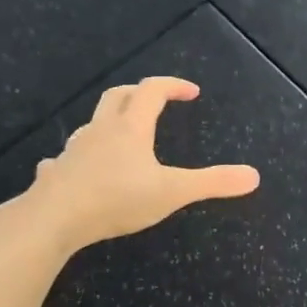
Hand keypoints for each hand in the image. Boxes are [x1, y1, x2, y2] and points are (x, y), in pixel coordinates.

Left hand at [17, 77, 259, 251]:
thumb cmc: (116, 199)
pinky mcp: (56, 173)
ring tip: (123, 137)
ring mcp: (74, 151)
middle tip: (157, 101)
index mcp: (130, 128)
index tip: (191, 92)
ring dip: (110, 122)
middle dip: (139, 93)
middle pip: (118, 96)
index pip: (152, 91)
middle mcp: (101, 131)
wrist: (52, 220)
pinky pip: (67, 158)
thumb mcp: (173, 192)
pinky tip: (81, 171)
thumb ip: (213, 183)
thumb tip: (254, 176)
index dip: (173, 86)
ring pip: (92, 125)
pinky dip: (80, 158)